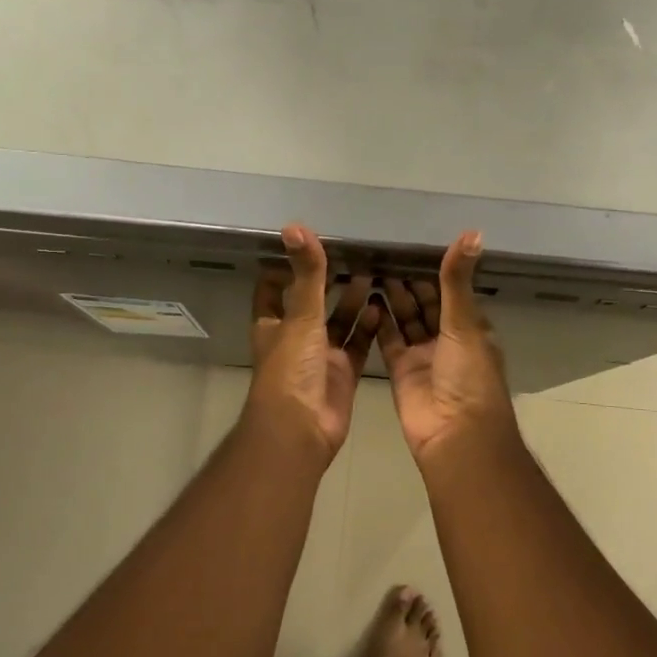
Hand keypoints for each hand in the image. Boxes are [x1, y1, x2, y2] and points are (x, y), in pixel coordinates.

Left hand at [245, 224, 379, 460]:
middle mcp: (295, 338)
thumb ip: (306, 274)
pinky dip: (369, 328)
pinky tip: (382, 307)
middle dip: (330, 281)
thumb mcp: (300, 316)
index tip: (309, 243)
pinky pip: (358, 345)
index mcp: (274, 324)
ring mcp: (320, 357)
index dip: (286, 266)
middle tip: (356, 254)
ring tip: (375, 273)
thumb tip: (295, 227)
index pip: (274, 287)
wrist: (302, 429)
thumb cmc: (292, 369)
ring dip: (353, 301)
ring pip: (339, 323)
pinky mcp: (343, 373)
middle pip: (312, 303)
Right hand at [376, 231, 518, 465]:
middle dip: (408, 283)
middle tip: (382, 254)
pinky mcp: (401, 371)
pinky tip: (365, 299)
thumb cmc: (468, 375)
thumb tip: (473, 233)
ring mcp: (423, 356)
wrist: (455, 435)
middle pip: (426, 305)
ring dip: (392, 298)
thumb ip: (458, 280)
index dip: (433, 272)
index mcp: (471, 328)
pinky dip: (379, 322)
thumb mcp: (465, 323)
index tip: (409, 247)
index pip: (450, 292)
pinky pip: (389, 341)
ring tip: (370, 270)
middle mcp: (448, 340)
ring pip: (406, 321)